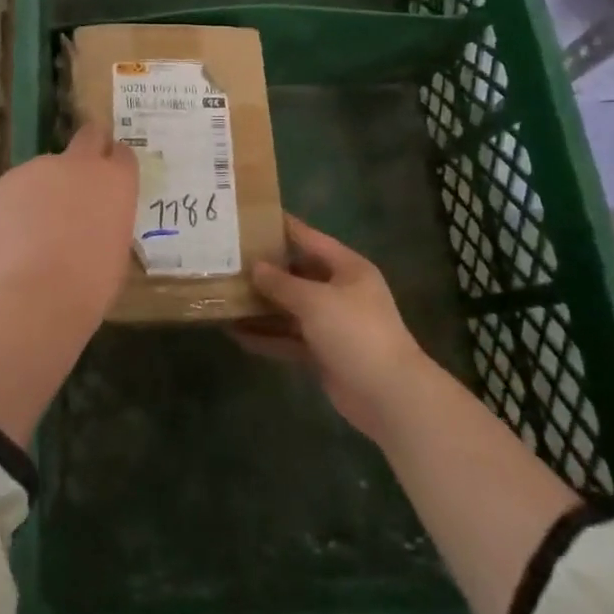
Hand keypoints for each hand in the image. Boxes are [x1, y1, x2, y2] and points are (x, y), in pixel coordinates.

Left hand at [0, 122, 138, 333]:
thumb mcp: (118, 244)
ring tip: (39, 226)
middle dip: (87, 149)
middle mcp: (83, 162)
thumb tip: (96, 215)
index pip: (122, 154)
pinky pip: (21, 184)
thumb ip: (109, 215)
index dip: (114, 165)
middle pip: (89, 136)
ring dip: (48, 187)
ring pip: (48, 168)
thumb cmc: (92, 282)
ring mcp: (43, 166)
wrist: (39, 294)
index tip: (108, 181)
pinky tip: (19, 232)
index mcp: (118, 179)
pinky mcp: (10, 178)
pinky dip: (21, 202)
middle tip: (78, 179)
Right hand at [235, 216, 433, 444]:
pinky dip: (267, 337)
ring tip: (225, 297)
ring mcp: (332, 324)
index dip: (282, 227)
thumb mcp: (315, 300)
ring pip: (290, 309)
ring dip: (261, 307)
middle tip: (228, 261)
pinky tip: (237, 334)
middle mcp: (340, 291)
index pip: (309, 238)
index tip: (251, 216)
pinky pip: (289, 338)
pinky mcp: (323, 353)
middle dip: (265, 271)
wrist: (389, 396)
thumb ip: (282, 283)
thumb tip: (255, 267)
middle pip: (297, 274)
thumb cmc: (355, 332)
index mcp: (347, 268)